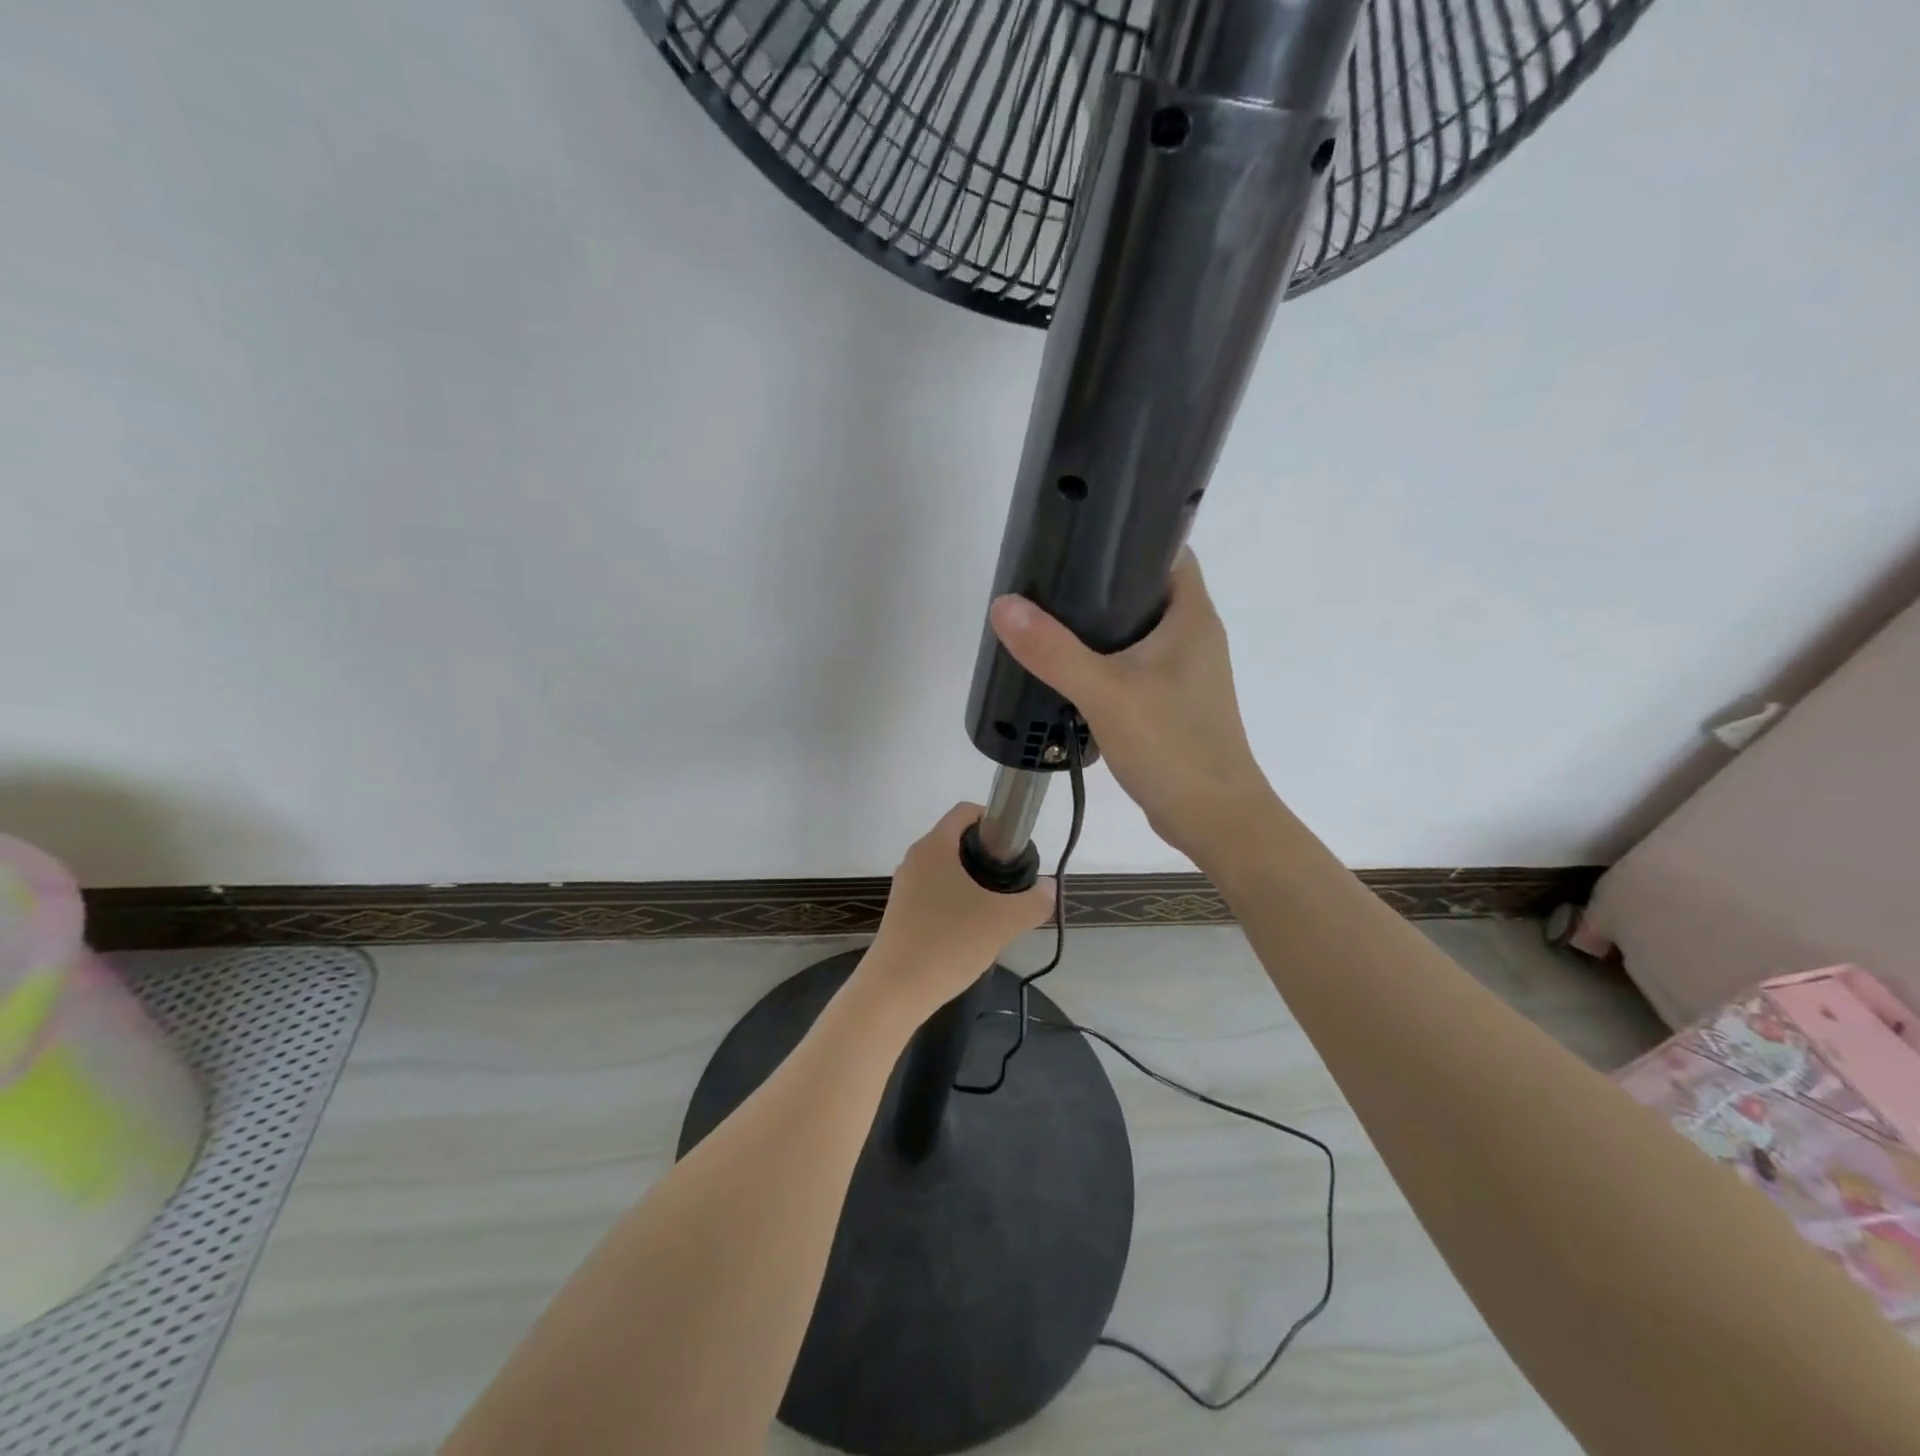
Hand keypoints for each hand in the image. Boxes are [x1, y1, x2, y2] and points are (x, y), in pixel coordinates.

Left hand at [860, 803, 1056, 1017]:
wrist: (895, 990)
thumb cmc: (949, 942)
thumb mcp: (1004, 921)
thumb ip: (1035, 901)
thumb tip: (1049, 888)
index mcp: (935, 846)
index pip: (966, 811)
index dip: (993, 820)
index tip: (1014, 847)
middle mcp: (915, 858)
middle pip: (957, 840)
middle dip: (987, 856)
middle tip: (1011, 883)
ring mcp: (905, 886)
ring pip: (947, 870)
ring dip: (973, 882)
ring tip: (995, 911)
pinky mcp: (901, 912)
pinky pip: (935, 893)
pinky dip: (956, 901)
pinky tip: (971, 931)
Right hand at [989, 549, 1274, 861]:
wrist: (1214, 818)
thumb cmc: (1172, 746)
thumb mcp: (1106, 693)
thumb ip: (1054, 650)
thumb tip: (1004, 606)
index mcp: (1191, 616)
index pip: (1167, 549)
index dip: (1129, 532)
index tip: (1080, 531)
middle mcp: (1194, 636)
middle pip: (1145, 589)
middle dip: (1100, 581)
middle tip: (1048, 578)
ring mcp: (1185, 672)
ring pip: (1137, 632)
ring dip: (1099, 627)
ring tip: (1048, 619)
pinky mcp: (1172, 702)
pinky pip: (1133, 666)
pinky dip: (1105, 662)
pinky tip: (1070, 671)